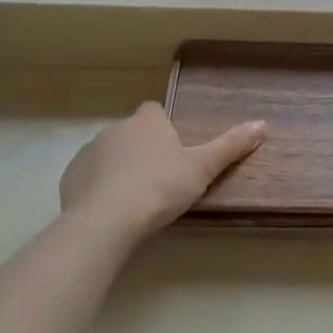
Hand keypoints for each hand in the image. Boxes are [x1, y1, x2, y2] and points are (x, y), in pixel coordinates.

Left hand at [60, 103, 265, 244]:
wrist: (106, 221)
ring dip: (118, 169)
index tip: (173, 152)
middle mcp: (116, 128)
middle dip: (142, 151)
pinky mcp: (70, 178)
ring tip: (134, 201)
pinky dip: (98, 189)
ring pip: (108, 155)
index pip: (154, 112)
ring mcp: (89, 152)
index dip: (163, 129)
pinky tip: (110, 212)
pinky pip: (87, 178)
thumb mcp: (202, 169)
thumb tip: (263, 124)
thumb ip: (231, 146)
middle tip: (159, 182)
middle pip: (132, 134)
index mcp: (147, 121)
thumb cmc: (160, 187)